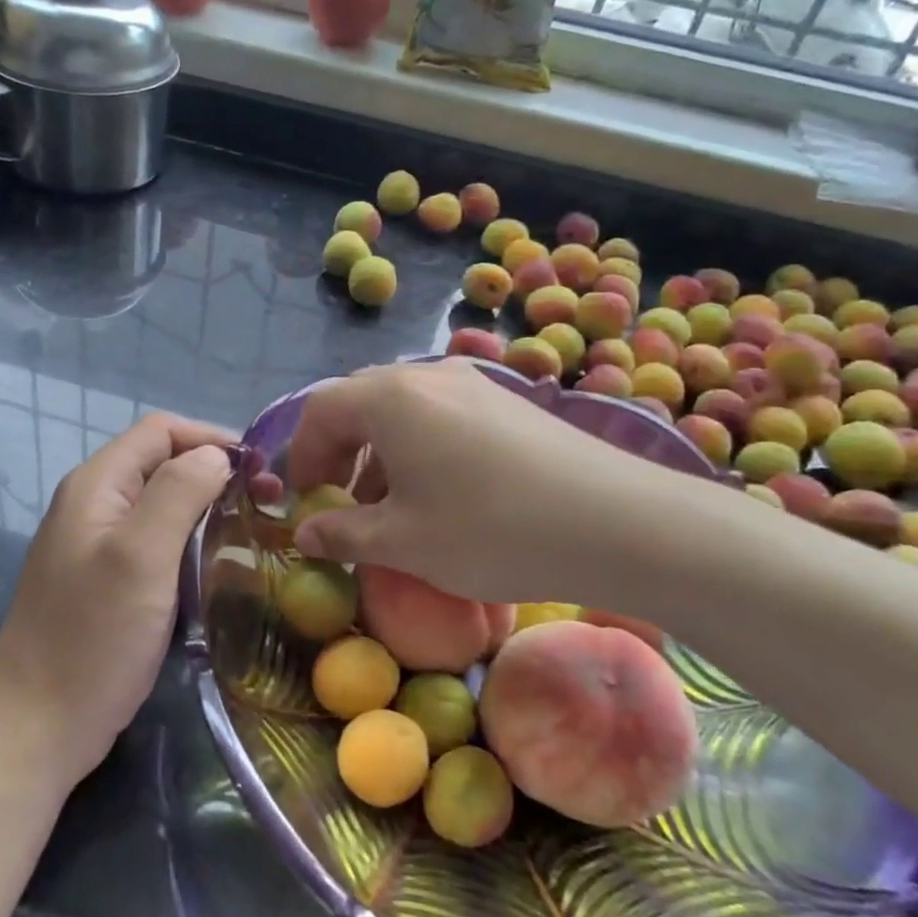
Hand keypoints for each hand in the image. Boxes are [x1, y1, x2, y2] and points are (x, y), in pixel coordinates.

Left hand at [0, 413, 232, 787]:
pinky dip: (188, 538)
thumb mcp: (141, 556)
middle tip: (265, 501)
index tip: (260, 469)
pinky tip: (214, 563)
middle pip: (161, 462)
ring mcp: (95, 543)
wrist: (37, 729)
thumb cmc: (93, 639)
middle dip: (214, 471)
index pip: (160, 431)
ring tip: (250, 528)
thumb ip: (178, 492)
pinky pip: (153, 539)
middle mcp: (92, 503)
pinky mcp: (104, 579)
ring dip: (205, 505)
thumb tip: (215, 455)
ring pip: (160, 502)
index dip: (211, 438)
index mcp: (96, 485)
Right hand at [287, 359, 686, 606]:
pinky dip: (418, 446)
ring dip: (378, 451)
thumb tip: (304, 534)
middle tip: (338, 502)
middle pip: (359, 402)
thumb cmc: (490, 530)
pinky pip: (440, 413)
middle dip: (337, 452)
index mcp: (388, 397)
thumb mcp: (403, 542)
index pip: (319, 411)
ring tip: (389, 505)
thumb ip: (342, 534)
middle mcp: (426, 374)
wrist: (617, 521)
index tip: (303, 503)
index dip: (300, 457)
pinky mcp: (507, 400)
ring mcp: (473, 381)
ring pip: (401, 408)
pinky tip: (440, 493)